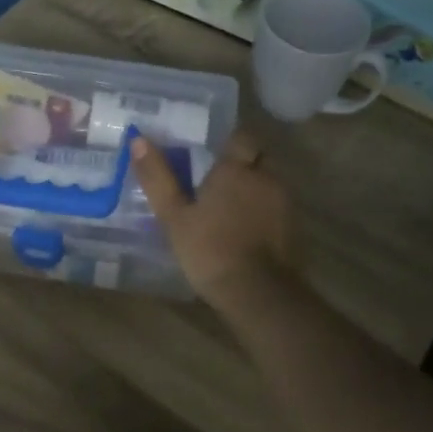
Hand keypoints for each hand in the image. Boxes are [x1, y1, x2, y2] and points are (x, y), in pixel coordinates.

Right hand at [131, 130, 292, 306]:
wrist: (258, 294)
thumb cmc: (210, 249)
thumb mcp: (173, 215)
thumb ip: (157, 177)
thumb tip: (138, 139)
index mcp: (237, 169)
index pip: (241, 137)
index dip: (229, 141)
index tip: (211, 150)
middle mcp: (266, 178)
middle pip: (258, 159)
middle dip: (242, 164)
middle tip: (216, 178)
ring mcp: (284, 204)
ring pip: (268, 184)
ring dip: (252, 189)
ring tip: (227, 206)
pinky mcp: (293, 229)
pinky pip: (275, 209)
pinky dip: (262, 212)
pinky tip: (243, 229)